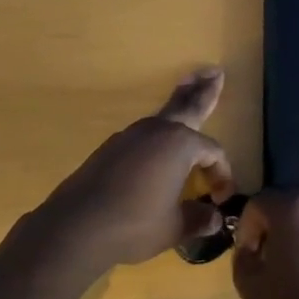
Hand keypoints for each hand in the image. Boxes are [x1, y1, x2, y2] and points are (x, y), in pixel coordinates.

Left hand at [42, 69, 235, 269]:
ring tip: (187, 91)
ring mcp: (132, 135)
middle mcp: (158, 130)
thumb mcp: (174, 227)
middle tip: (216, 71)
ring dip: (179, 104)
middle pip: (188, 104)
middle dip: (204, 89)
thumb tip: (215, 220)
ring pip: (163, 115)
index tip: (221, 197)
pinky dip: (157, 133)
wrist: (76, 225)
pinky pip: (144, 134)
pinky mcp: (112, 147)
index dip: (221, 173)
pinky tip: (156, 144)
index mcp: (181, 144)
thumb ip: (198, 219)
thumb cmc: (134, 223)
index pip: (213, 152)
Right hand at [232, 194, 298, 298]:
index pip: (259, 203)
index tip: (248, 258)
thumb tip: (249, 250)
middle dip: (274, 231)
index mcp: (293, 208)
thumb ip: (243, 259)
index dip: (246, 229)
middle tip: (268, 265)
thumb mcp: (252, 290)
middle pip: (288, 207)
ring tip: (295, 275)